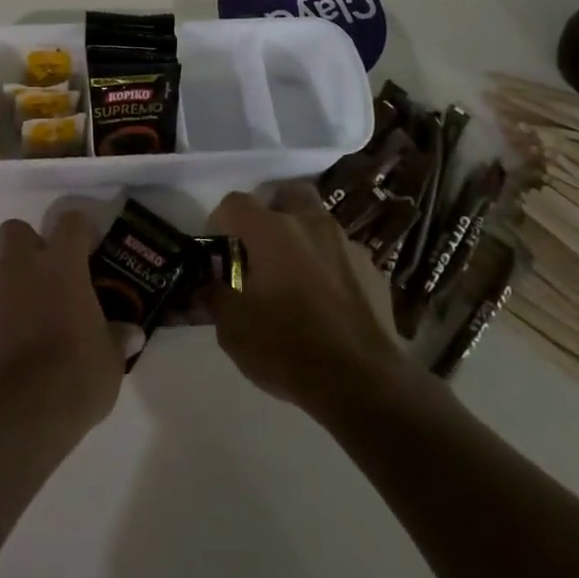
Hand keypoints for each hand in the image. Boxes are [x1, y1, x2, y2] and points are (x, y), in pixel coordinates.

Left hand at [0, 213, 125, 440]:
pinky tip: (15, 350)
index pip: (70, 222)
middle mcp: (21, 271)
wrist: (21, 416)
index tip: (90, 247)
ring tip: (33, 314)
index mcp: (60, 266)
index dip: (81, 229)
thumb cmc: (76, 375)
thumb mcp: (111, 359)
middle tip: (50, 272)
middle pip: (14, 230)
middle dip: (29, 243)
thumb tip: (131, 334)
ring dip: (12, 284)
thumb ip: (117, 338)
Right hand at [206, 185, 407, 415]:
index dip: (221, 220)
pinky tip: (325, 301)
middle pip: (286, 194)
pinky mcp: (374, 270)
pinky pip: (342, 255)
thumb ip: (213, 296)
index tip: (219, 249)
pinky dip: (328, 266)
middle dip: (270, 211)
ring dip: (301, 238)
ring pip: (318, 223)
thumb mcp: (232, 329)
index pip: (236, 202)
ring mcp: (347, 245)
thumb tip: (204, 285)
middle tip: (259, 246)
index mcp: (271, 231)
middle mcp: (311, 224)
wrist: (364, 383)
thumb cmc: (288, 348)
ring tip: (293, 277)